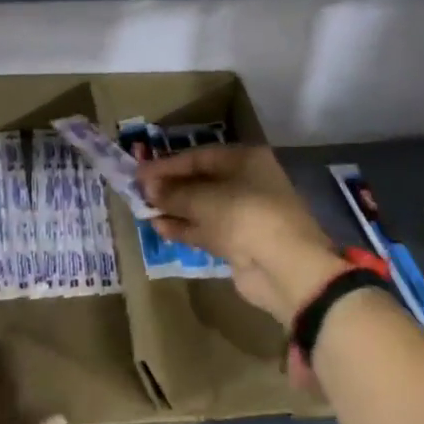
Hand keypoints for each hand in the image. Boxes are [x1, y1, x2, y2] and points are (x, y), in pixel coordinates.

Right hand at [137, 144, 346, 328]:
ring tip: (144, 211)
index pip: (199, 156)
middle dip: (171, 187)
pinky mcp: (238, 242)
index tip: (139, 173)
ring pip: (202, 207)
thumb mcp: (205, 199)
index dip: (168, 165)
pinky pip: (206, 230)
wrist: (284, 267)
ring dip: (174, 209)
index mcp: (245, 160)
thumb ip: (174, 192)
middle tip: (139, 192)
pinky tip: (159, 228)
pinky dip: (184, 228)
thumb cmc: (246, 216)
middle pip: (201, 181)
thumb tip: (148, 187)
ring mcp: (243, 214)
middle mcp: (246, 182)